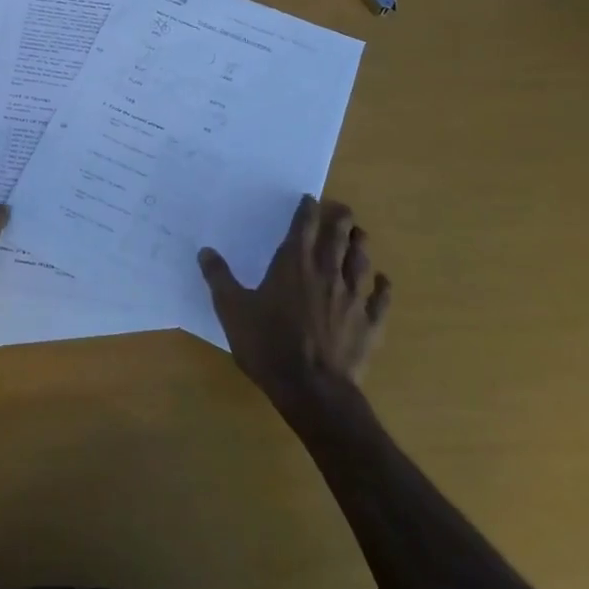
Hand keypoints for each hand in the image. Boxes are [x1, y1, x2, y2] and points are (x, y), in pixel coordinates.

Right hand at [198, 194, 391, 403]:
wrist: (313, 389)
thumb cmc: (268, 345)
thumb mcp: (232, 310)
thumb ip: (219, 278)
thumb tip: (205, 251)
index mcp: (293, 264)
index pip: (304, 226)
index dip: (308, 209)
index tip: (310, 199)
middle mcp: (326, 272)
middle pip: (338, 237)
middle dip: (340, 219)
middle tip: (341, 209)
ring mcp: (352, 298)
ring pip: (361, 261)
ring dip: (361, 245)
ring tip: (360, 234)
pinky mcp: (369, 324)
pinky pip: (380, 299)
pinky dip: (382, 287)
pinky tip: (382, 281)